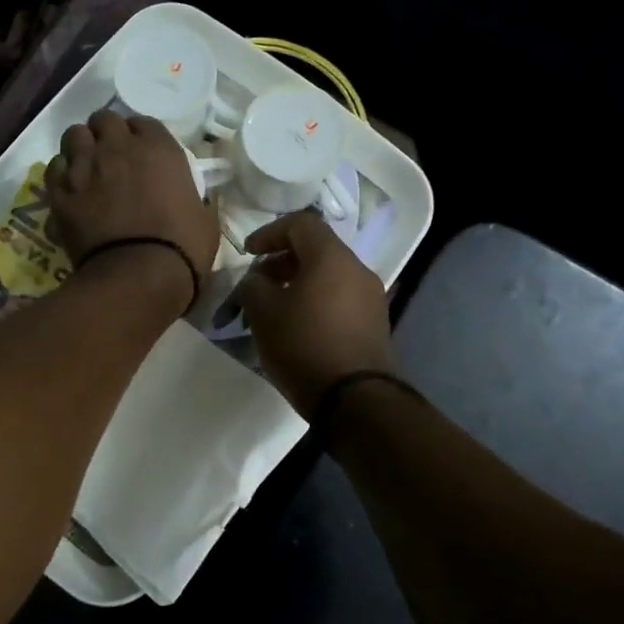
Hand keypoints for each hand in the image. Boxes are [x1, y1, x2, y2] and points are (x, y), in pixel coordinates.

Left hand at [45, 111, 219, 300]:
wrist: (139, 276)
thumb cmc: (182, 249)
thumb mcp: (204, 219)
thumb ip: (193, 199)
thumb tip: (191, 202)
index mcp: (159, 149)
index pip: (143, 123)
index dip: (139, 136)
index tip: (140, 153)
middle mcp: (119, 148)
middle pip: (104, 120)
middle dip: (106, 134)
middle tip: (110, 156)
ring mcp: (86, 167)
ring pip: (74, 135)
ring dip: (81, 147)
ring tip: (86, 167)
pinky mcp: (61, 192)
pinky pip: (54, 167)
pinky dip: (61, 173)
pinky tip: (69, 188)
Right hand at [237, 212, 397, 417]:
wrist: (355, 399)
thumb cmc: (304, 345)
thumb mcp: (263, 313)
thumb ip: (253, 285)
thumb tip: (257, 280)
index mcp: (332, 257)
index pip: (301, 224)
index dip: (269, 233)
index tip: (248, 253)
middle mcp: (357, 270)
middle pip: (317, 249)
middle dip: (282, 261)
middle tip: (258, 283)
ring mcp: (371, 298)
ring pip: (329, 275)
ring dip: (299, 283)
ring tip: (274, 308)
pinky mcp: (374, 324)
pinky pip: (340, 298)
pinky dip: (316, 301)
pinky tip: (298, 327)